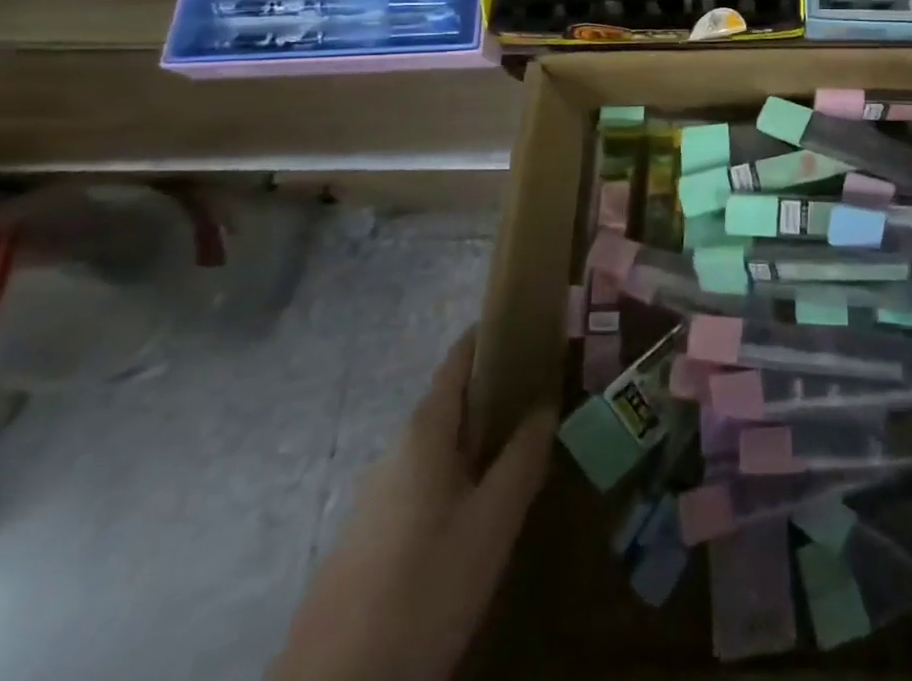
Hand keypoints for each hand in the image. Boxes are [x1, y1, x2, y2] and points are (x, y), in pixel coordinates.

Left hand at [267, 329, 553, 680]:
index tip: (529, 325)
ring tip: (520, 452)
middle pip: (449, 403)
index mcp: (424, 432)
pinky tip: (477, 512)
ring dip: (477, 439)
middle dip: (494, 393)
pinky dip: (455, 476)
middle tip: (542, 396)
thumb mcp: (493, 521)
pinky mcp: (366, 539)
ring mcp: (375, 497)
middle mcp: (394, 451)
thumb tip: (545, 405)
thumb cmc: (426, 586)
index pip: (458, 359)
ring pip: (437, 448)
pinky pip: (421, 485)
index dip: (491, 336)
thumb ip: (524, 457)